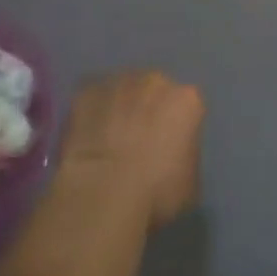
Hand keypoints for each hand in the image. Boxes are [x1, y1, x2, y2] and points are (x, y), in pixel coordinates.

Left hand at [59, 70, 203, 229]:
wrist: (103, 193)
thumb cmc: (156, 194)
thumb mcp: (189, 184)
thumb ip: (185, 156)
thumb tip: (171, 155)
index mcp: (187, 100)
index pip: (186, 109)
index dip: (176, 131)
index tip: (167, 154)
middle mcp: (155, 81)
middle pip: (155, 92)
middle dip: (148, 112)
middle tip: (137, 146)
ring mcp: (119, 81)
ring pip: (123, 91)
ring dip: (120, 110)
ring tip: (109, 144)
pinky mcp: (88, 90)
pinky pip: (94, 98)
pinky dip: (92, 113)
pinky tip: (87, 140)